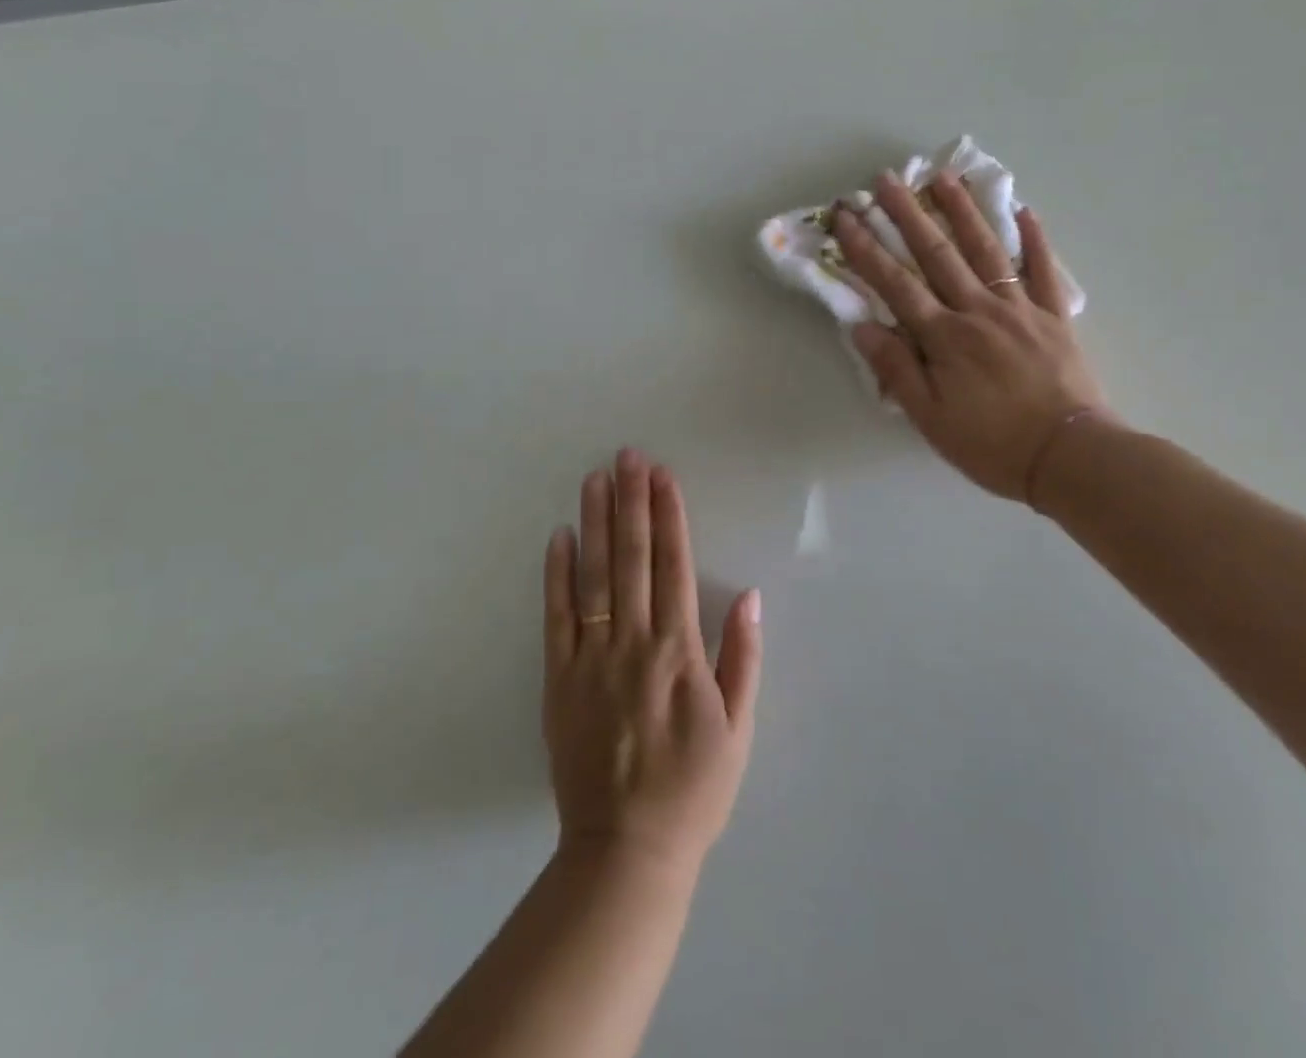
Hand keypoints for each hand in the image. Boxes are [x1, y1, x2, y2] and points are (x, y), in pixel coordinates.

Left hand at [543, 450, 762, 880]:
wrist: (626, 849)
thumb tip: (748, 595)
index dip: (668, 515)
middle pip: (632, 559)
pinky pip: (556, 618)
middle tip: (626, 456)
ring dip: (595, 523)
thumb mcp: (738, 729)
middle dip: (631, 502)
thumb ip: (742, 658)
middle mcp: (633, 643)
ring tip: (595, 479)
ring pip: (593, 577)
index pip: (673, 566)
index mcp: (679, 652)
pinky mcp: (558, 680)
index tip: (662, 475)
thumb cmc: (693, 788)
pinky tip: (559, 537)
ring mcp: (590, 659)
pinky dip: (556, 575)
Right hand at [832, 171, 1107, 508]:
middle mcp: (979, 310)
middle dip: (907, 215)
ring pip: (987, 250)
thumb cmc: (991, 444)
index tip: (846, 217)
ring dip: (963, 211)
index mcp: (945, 337)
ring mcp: (1020, 308)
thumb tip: (861, 326)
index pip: (895, 284)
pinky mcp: (1055, 316)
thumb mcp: (930, 417)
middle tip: (886, 180)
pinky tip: (1024, 210)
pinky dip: (1035, 239)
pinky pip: (1044, 270)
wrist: (1070, 457)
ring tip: (944, 177)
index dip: (866, 249)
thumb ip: (896, 369)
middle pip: (937, 254)